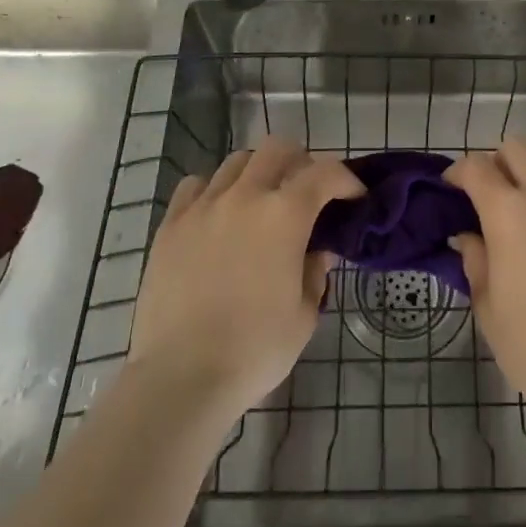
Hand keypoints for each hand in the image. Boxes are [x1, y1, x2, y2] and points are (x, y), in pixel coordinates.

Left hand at [127, 136, 362, 422]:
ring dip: (258, 172)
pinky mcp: (171, 223)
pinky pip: (196, 185)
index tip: (354, 197)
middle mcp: (246, 195)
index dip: (346, 180)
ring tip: (260, 201)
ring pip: (237, 161)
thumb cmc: (254, 350)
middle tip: (306, 191)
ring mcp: (205, 205)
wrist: (179, 377)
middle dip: (301, 161)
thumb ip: (315, 274)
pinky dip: (214, 190)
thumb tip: (317, 251)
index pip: (326, 173)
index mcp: (286, 215)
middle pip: (278, 149)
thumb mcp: (304, 316)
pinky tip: (217, 214)